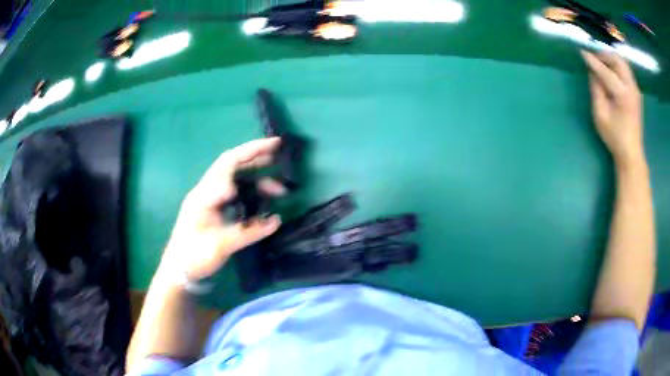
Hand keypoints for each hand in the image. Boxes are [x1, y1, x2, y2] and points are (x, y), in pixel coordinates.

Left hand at [160, 138, 284, 280]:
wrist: (178, 271)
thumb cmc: (194, 256)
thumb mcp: (221, 245)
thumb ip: (248, 231)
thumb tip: (276, 220)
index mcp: (204, 194)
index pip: (229, 164)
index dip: (251, 152)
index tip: (274, 148)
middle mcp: (206, 192)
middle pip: (232, 166)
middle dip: (255, 157)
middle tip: (279, 155)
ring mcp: (210, 201)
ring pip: (235, 181)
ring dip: (256, 180)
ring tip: (279, 189)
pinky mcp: (214, 211)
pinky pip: (235, 195)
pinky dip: (251, 193)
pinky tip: (263, 201)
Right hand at [581, 51, 643, 166]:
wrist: (631, 153)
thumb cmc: (614, 137)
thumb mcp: (600, 115)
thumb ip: (596, 90)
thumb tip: (592, 72)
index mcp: (623, 94)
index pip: (605, 71)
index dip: (593, 61)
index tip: (582, 52)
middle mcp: (631, 88)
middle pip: (618, 60)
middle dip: (604, 55)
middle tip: (594, 58)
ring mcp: (636, 90)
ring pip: (623, 63)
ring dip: (612, 59)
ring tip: (602, 63)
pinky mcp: (637, 92)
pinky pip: (626, 71)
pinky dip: (618, 66)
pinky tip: (612, 71)